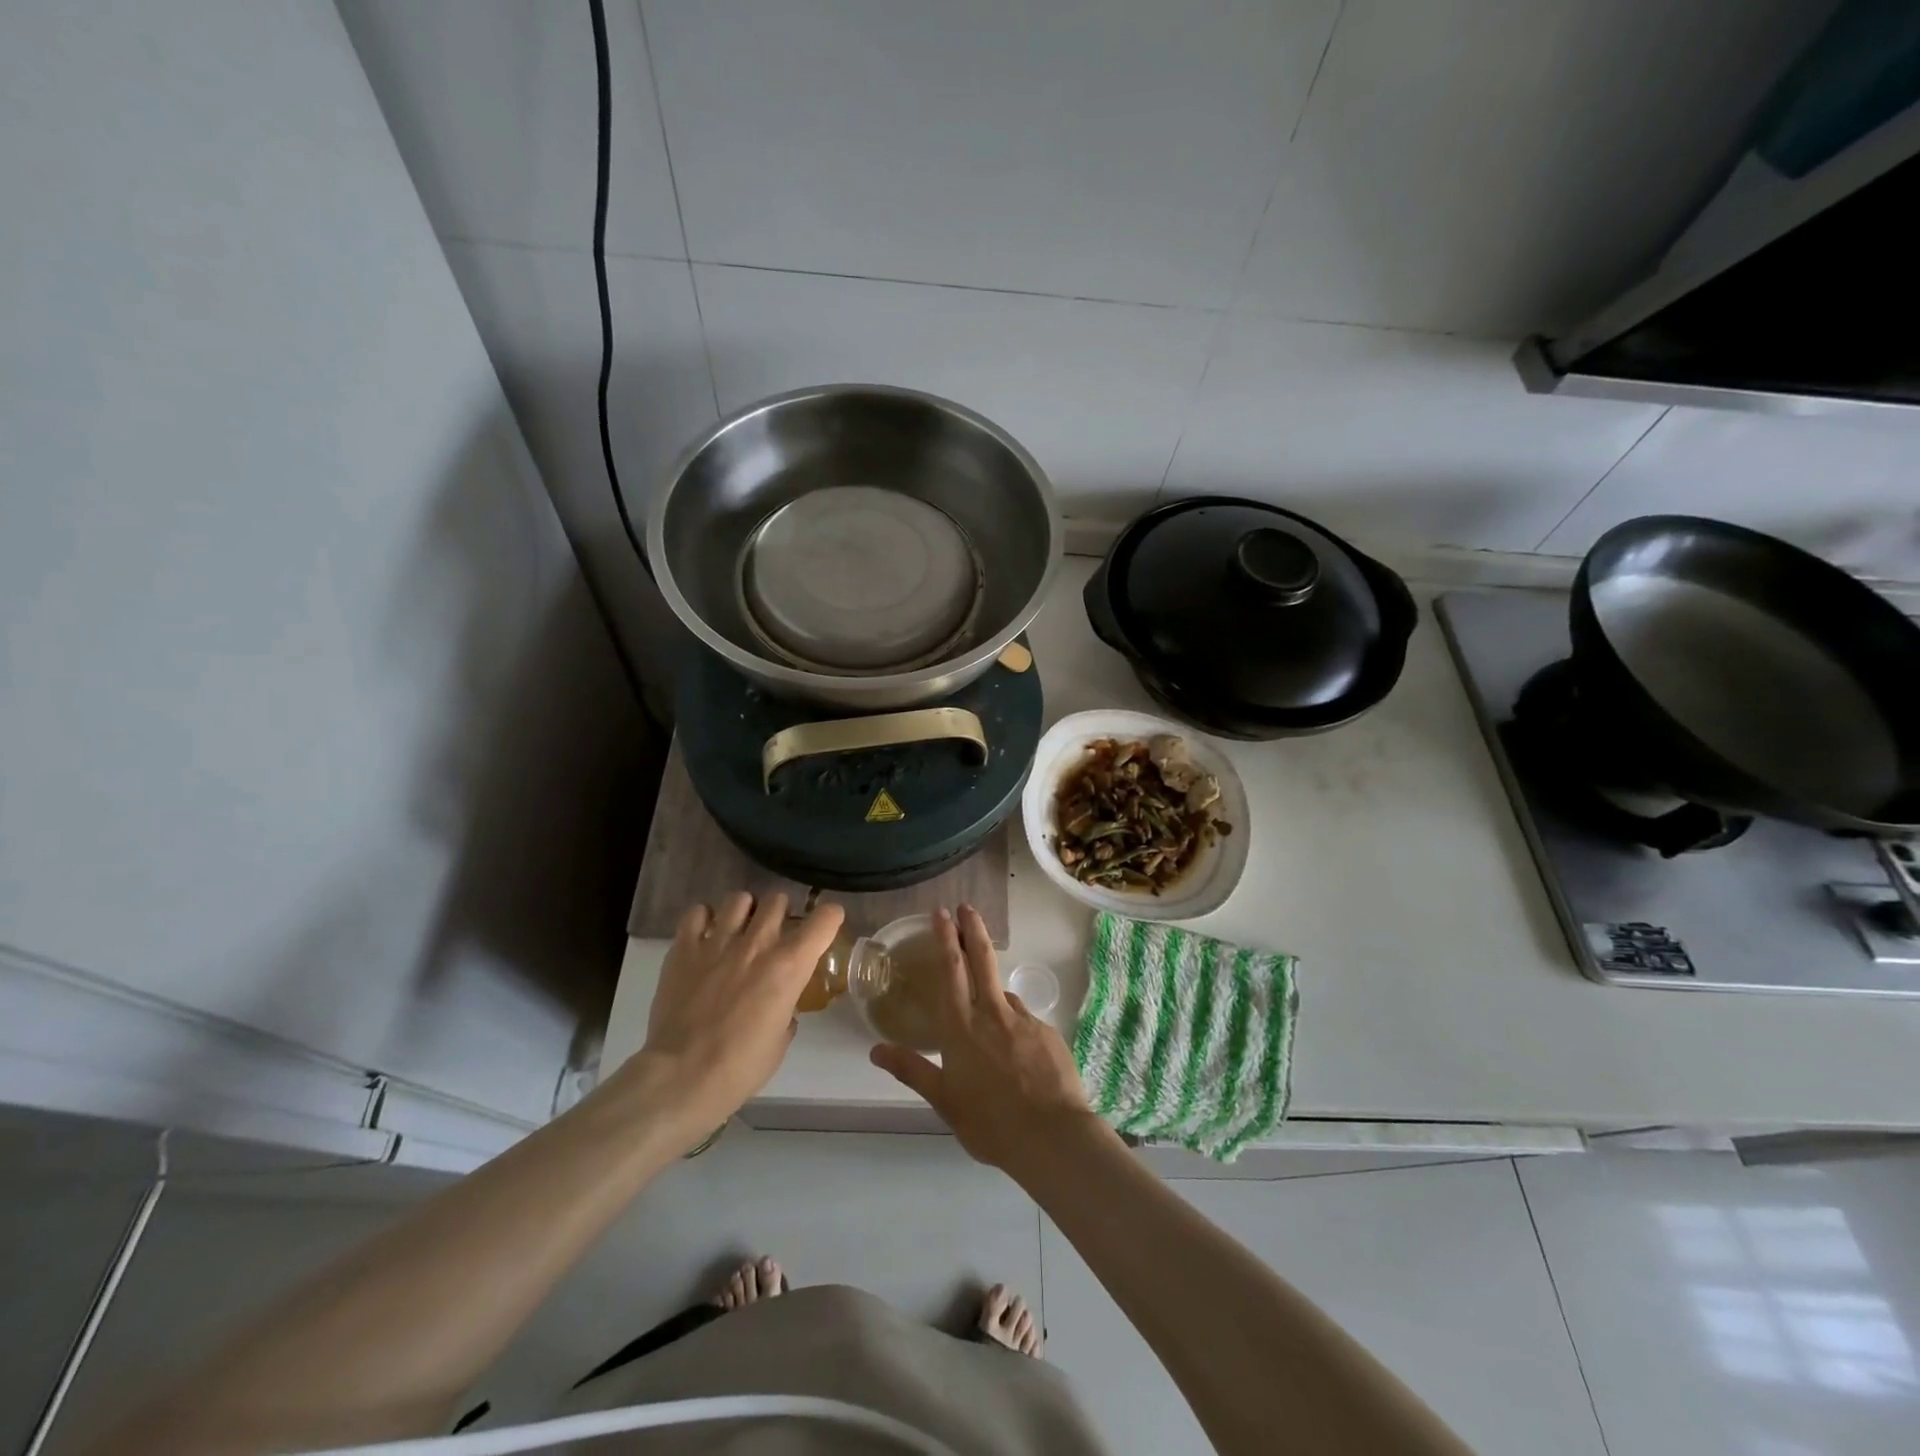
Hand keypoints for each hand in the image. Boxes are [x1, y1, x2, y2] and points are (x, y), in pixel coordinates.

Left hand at [636, 892, 843, 1149]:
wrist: (682, 1076)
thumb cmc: (740, 1067)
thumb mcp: (780, 1042)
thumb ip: (786, 1012)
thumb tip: (782, 1008)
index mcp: (790, 966)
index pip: (824, 918)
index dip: (829, 917)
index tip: (826, 925)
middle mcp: (758, 943)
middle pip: (778, 899)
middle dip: (781, 911)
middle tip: (774, 931)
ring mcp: (718, 942)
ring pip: (739, 898)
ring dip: (744, 911)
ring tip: (738, 929)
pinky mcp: (684, 949)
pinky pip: (697, 912)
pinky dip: (704, 919)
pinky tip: (704, 935)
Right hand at [870, 905, 1095, 1176]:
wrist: (1051, 1137)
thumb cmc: (990, 1123)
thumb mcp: (943, 1101)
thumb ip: (912, 1070)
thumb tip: (875, 1049)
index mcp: (961, 1027)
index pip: (950, 971)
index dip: (945, 940)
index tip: (941, 913)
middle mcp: (992, 1014)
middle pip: (981, 960)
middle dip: (972, 929)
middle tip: (967, 907)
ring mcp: (1024, 1021)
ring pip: (1004, 996)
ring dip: (995, 997)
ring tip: (994, 1036)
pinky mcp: (1048, 1033)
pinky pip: (1026, 1024)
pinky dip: (1017, 1032)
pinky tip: (1021, 1061)